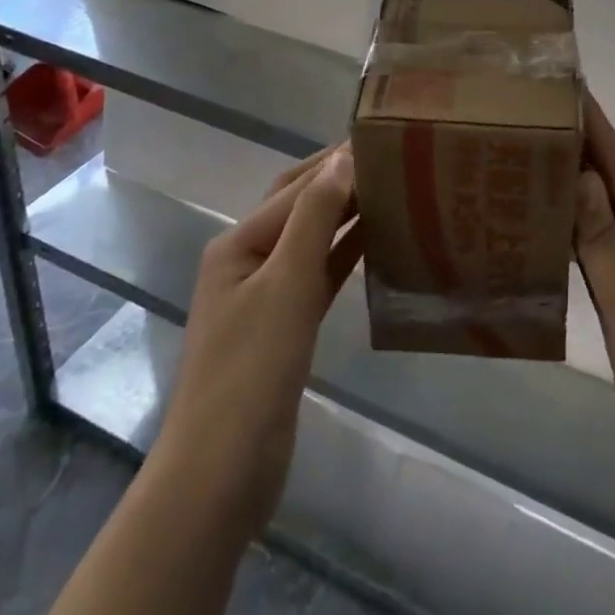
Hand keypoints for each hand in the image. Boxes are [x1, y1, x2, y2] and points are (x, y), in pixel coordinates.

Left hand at [156, 142, 361, 538]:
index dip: (337, 161)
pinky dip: (345, 254)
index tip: (382, 138)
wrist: (221, 476)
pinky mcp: (284, 326)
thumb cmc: (250, 372)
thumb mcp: (286, 284)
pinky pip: (319, 275)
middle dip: (340, 179)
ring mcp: (265, 294)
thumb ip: (315, 218)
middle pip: (300, 205)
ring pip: (312, 239)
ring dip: (346, 214)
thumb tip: (342, 157)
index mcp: (240, 242)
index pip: (296, 185)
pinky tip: (377, 242)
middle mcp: (249, 259)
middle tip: (392, 158)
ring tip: (393, 190)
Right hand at [573, 95, 614, 566]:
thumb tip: (584, 175)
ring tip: (545, 167)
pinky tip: (556, 240)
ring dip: (590, 189)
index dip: (600, 129)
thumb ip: (606, 247)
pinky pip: (609, 258)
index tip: (571, 88)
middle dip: (597, 148)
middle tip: (549, 123)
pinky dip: (584, 236)